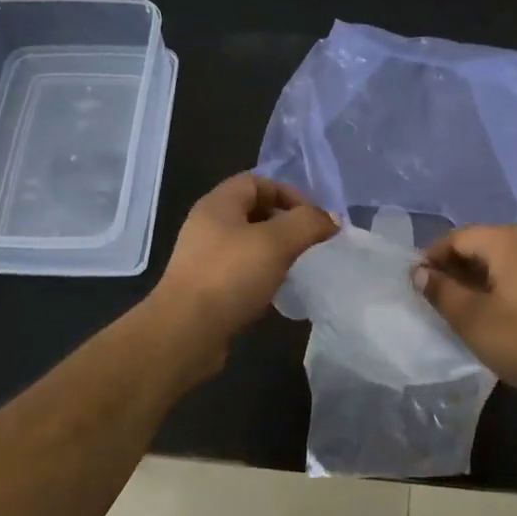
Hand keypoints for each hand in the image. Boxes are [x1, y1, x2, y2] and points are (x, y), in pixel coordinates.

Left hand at [149, 173, 338, 364]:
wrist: (186, 333)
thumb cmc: (230, 277)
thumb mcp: (276, 242)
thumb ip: (307, 224)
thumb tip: (330, 219)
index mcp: (218, 205)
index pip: (257, 182)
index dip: (288, 193)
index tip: (313, 218)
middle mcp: (208, 226)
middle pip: (253, 212)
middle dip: (286, 223)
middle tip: (311, 243)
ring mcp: (205, 258)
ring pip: (249, 244)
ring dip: (276, 252)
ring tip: (300, 267)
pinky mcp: (208, 288)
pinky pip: (242, 272)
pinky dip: (264, 276)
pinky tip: (278, 291)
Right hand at [415, 225, 516, 404]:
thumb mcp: (472, 320)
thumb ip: (441, 291)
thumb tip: (419, 272)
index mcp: (507, 240)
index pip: (456, 237)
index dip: (432, 259)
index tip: (417, 287)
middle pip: (479, 243)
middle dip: (454, 268)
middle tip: (436, 300)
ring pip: (500, 257)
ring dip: (476, 277)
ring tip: (461, 309)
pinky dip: (499, 283)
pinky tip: (494, 310)